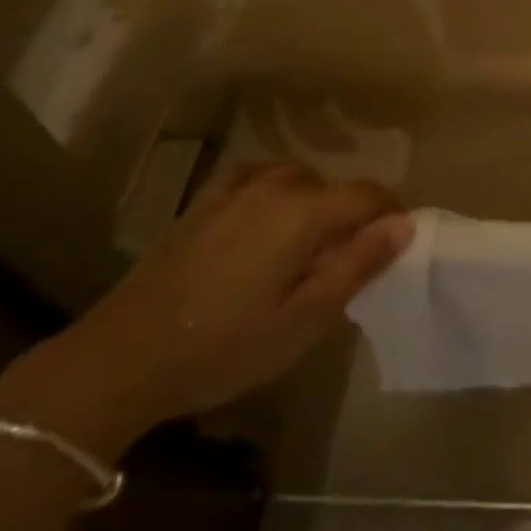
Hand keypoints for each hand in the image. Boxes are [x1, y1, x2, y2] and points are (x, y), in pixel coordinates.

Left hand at [0, 163, 410, 454]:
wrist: (125, 355)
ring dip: (311, 201)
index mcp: (306, 212)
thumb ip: (358, 265)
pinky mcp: (206, 198)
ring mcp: (238, 186)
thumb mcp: (303, 320)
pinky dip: (272, 187)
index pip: (367, 195)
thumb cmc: (224, 345)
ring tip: (303, 243)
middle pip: (332, 187)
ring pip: (296, 178)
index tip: (397, 238)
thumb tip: (404, 223)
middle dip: (348, 215)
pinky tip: (263, 211)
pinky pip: (255, 175)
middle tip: (342, 259)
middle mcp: (278, 184)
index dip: (390, 212)